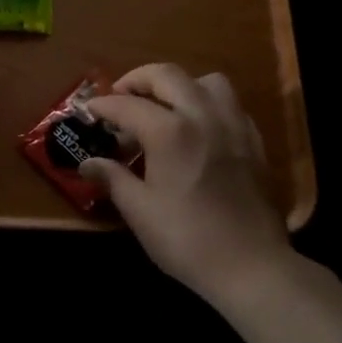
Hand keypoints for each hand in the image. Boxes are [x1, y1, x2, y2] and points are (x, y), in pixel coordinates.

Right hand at [83, 65, 294, 306]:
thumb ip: (112, 178)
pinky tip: (199, 128)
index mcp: (169, 131)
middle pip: (167, 76)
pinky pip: (230, 104)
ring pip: (207, 81)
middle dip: (138, 79)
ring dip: (180, 85)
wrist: (251, 267)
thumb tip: (87, 163)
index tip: (89, 111)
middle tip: (121, 96)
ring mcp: (233, 125)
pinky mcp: (254, 141)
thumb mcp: (140, 211)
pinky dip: (208, 103)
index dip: (103, 106)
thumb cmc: (187, 240)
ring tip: (165, 106)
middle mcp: (202, 116)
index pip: (127, 105)